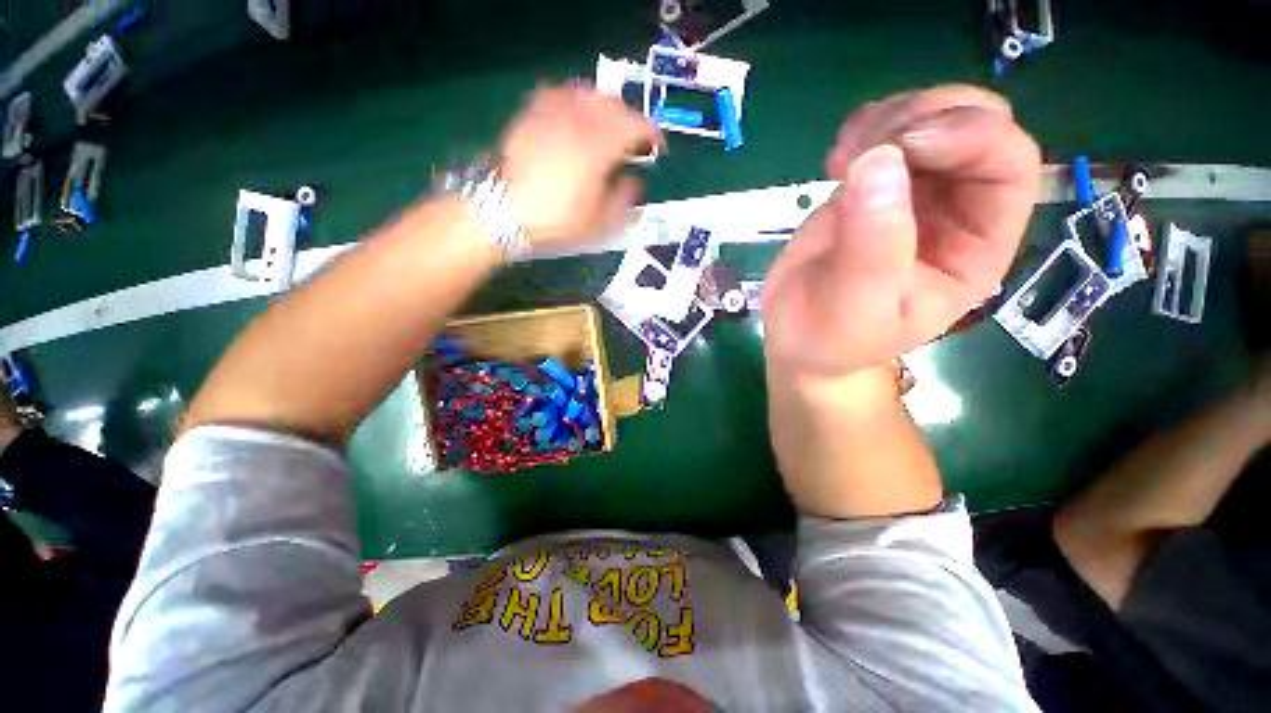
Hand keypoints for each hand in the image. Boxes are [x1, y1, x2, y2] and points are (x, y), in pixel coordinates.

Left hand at [500, 85, 662, 247]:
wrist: (501, 210)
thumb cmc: (556, 219)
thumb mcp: (598, 221)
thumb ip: (623, 199)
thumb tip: (633, 181)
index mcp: (599, 145)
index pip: (636, 126)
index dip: (652, 134)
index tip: (658, 147)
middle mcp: (579, 119)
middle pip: (614, 104)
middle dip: (630, 118)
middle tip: (634, 139)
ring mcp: (552, 112)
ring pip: (588, 94)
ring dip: (606, 108)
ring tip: (608, 126)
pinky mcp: (531, 113)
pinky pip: (560, 94)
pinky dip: (576, 102)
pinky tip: (575, 117)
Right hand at [763, 85, 1040, 376]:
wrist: (798, 338)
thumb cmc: (833, 337)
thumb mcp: (856, 307)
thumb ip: (872, 247)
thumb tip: (879, 161)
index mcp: (975, 247)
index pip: (1008, 168)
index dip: (969, 138)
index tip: (902, 145)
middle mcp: (955, 210)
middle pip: (976, 124)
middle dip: (924, 117)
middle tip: (866, 148)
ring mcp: (911, 192)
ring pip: (931, 116)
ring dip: (890, 118)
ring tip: (841, 159)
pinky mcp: (870, 186)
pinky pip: (884, 130)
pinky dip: (863, 126)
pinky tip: (837, 158)